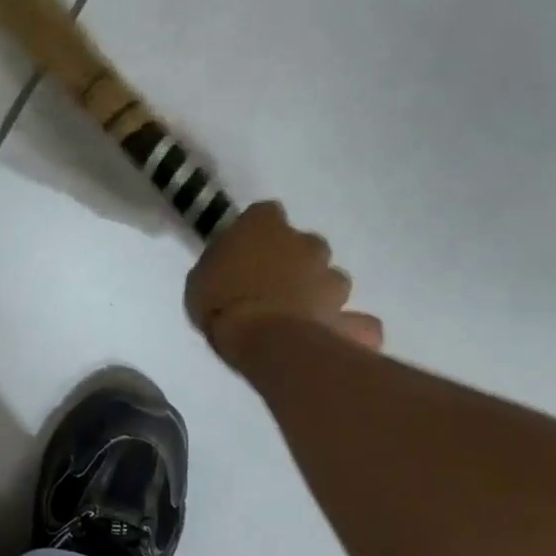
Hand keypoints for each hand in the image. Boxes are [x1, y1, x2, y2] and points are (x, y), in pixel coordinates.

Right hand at [185, 201, 382, 368]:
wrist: (266, 341)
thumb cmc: (221, 302)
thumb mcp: (200, 278)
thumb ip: (222, 264)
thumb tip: (232, 265)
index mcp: (264, 226)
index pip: (266, 213)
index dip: (257, 231)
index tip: (245, 249)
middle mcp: (306, 244)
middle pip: (305, 244)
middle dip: (295, 260)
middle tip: (271, 285)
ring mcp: (332, 279)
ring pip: (331, 278)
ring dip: (319, 291)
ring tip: (298, 315)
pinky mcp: (349, 315)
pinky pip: (356, 321)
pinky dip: (347, 326)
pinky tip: (333, 337)